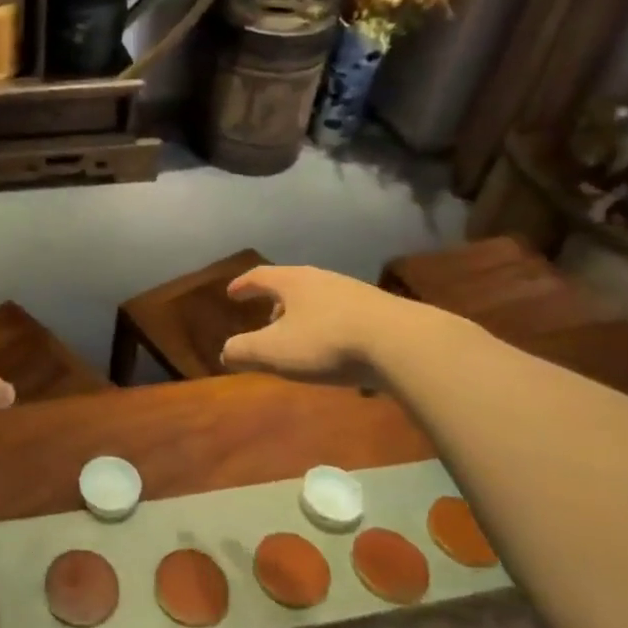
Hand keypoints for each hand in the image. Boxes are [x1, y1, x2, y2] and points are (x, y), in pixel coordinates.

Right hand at [220, 265, 402, 382]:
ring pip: (319, 299)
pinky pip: (344, 315)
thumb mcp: (274, 351)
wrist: (401, 343)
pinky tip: (336, 350)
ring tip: (300, 338)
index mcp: (293, 281)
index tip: (231, 293)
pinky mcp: (381, 311)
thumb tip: (226, 352)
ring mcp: (355, 292)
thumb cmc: (327, 342)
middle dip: (276, 302)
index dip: (243, 285)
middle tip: (267, 319)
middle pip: (292, 284)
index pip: (260, 276)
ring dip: (304, 316)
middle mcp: (323, 279)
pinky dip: (330, 327)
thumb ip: (244, 350)